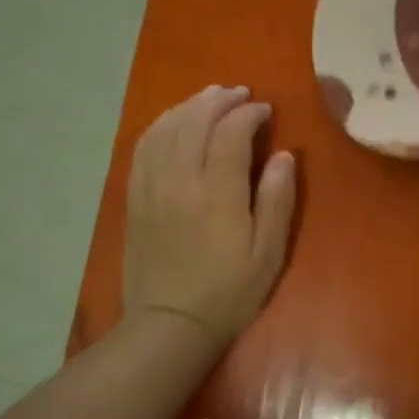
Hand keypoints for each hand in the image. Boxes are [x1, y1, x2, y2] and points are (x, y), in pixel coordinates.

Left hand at [122, 85, 295, 351]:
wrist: (170, 324)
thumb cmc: (229, 292)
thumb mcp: (268, 253)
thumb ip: (277, 200)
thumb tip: (283, 155)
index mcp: (218, 192)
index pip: (231, 132)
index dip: (249, 113)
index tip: (266, 110)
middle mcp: (181, 179)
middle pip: (196, 121)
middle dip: (219, 100)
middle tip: (241, 94)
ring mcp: (152, 186)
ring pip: (166, 128)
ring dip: (190, 106)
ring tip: (210, 97)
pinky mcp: (135, 197)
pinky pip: (143, 147)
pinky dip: (160, 125)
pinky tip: (173, 121)